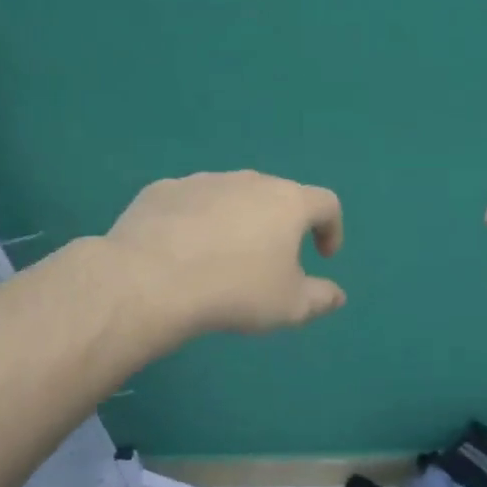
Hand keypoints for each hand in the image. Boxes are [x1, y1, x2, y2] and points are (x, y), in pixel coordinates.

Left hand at [100, 170, 346, 338]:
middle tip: (270, 261)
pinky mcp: (162, 190)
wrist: (149, 282)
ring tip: (222, 258)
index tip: (322, 257)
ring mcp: (202, 181)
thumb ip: (320, 298)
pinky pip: (190, 203)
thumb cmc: (235, 292)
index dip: (331, 229)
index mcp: (287, 202)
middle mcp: (248, 180)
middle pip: (276, 195)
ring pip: (231, 196)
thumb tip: (337, 295)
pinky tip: (180, 252)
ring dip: (236, 221)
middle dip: (280, 225)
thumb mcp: (289, 306)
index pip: (325, 204)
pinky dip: (195, 222)